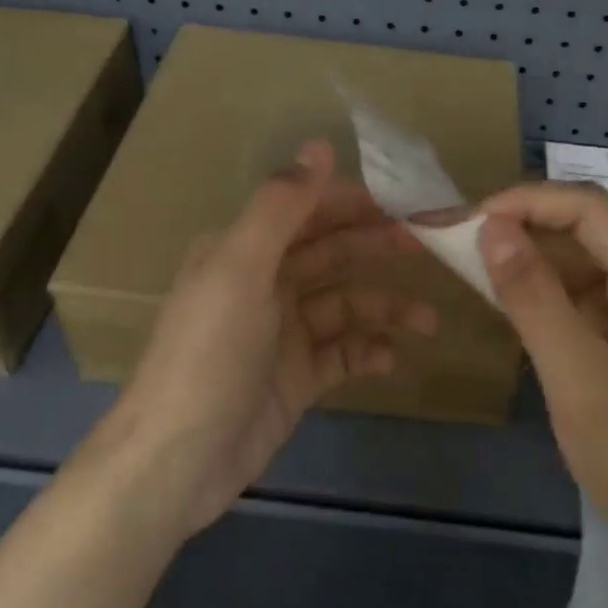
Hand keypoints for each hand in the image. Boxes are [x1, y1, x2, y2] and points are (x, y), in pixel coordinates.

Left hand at [97, 140, 435, 534]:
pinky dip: (368, 352)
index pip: (308, 209)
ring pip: (344, 305)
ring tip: (427, 321)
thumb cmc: (208, 354)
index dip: (355, 201)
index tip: (407, 199)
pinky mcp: (295, 378)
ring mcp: (282, 334)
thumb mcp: (240, 269)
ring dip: (385, 307)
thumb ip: (281, 206)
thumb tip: (320, 144)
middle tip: (430, 246)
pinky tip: (392, 359)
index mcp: (244, 249)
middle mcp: (264, 283)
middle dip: (378, 246)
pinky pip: (342, 354)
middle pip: (331, 253)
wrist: (177, 463)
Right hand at [477, 183, 607, 559]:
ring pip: (581, 256)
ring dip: (529, 256)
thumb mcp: (578, 379)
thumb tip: (491, 227)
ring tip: (473, 262)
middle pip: (587, 226)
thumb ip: (534, 298)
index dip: (526, 202)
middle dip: (523, 225)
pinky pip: (583, 290)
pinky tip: (509, 296)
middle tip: (459, 238)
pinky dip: (543, 289)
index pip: (590, 208)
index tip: (468, 221)